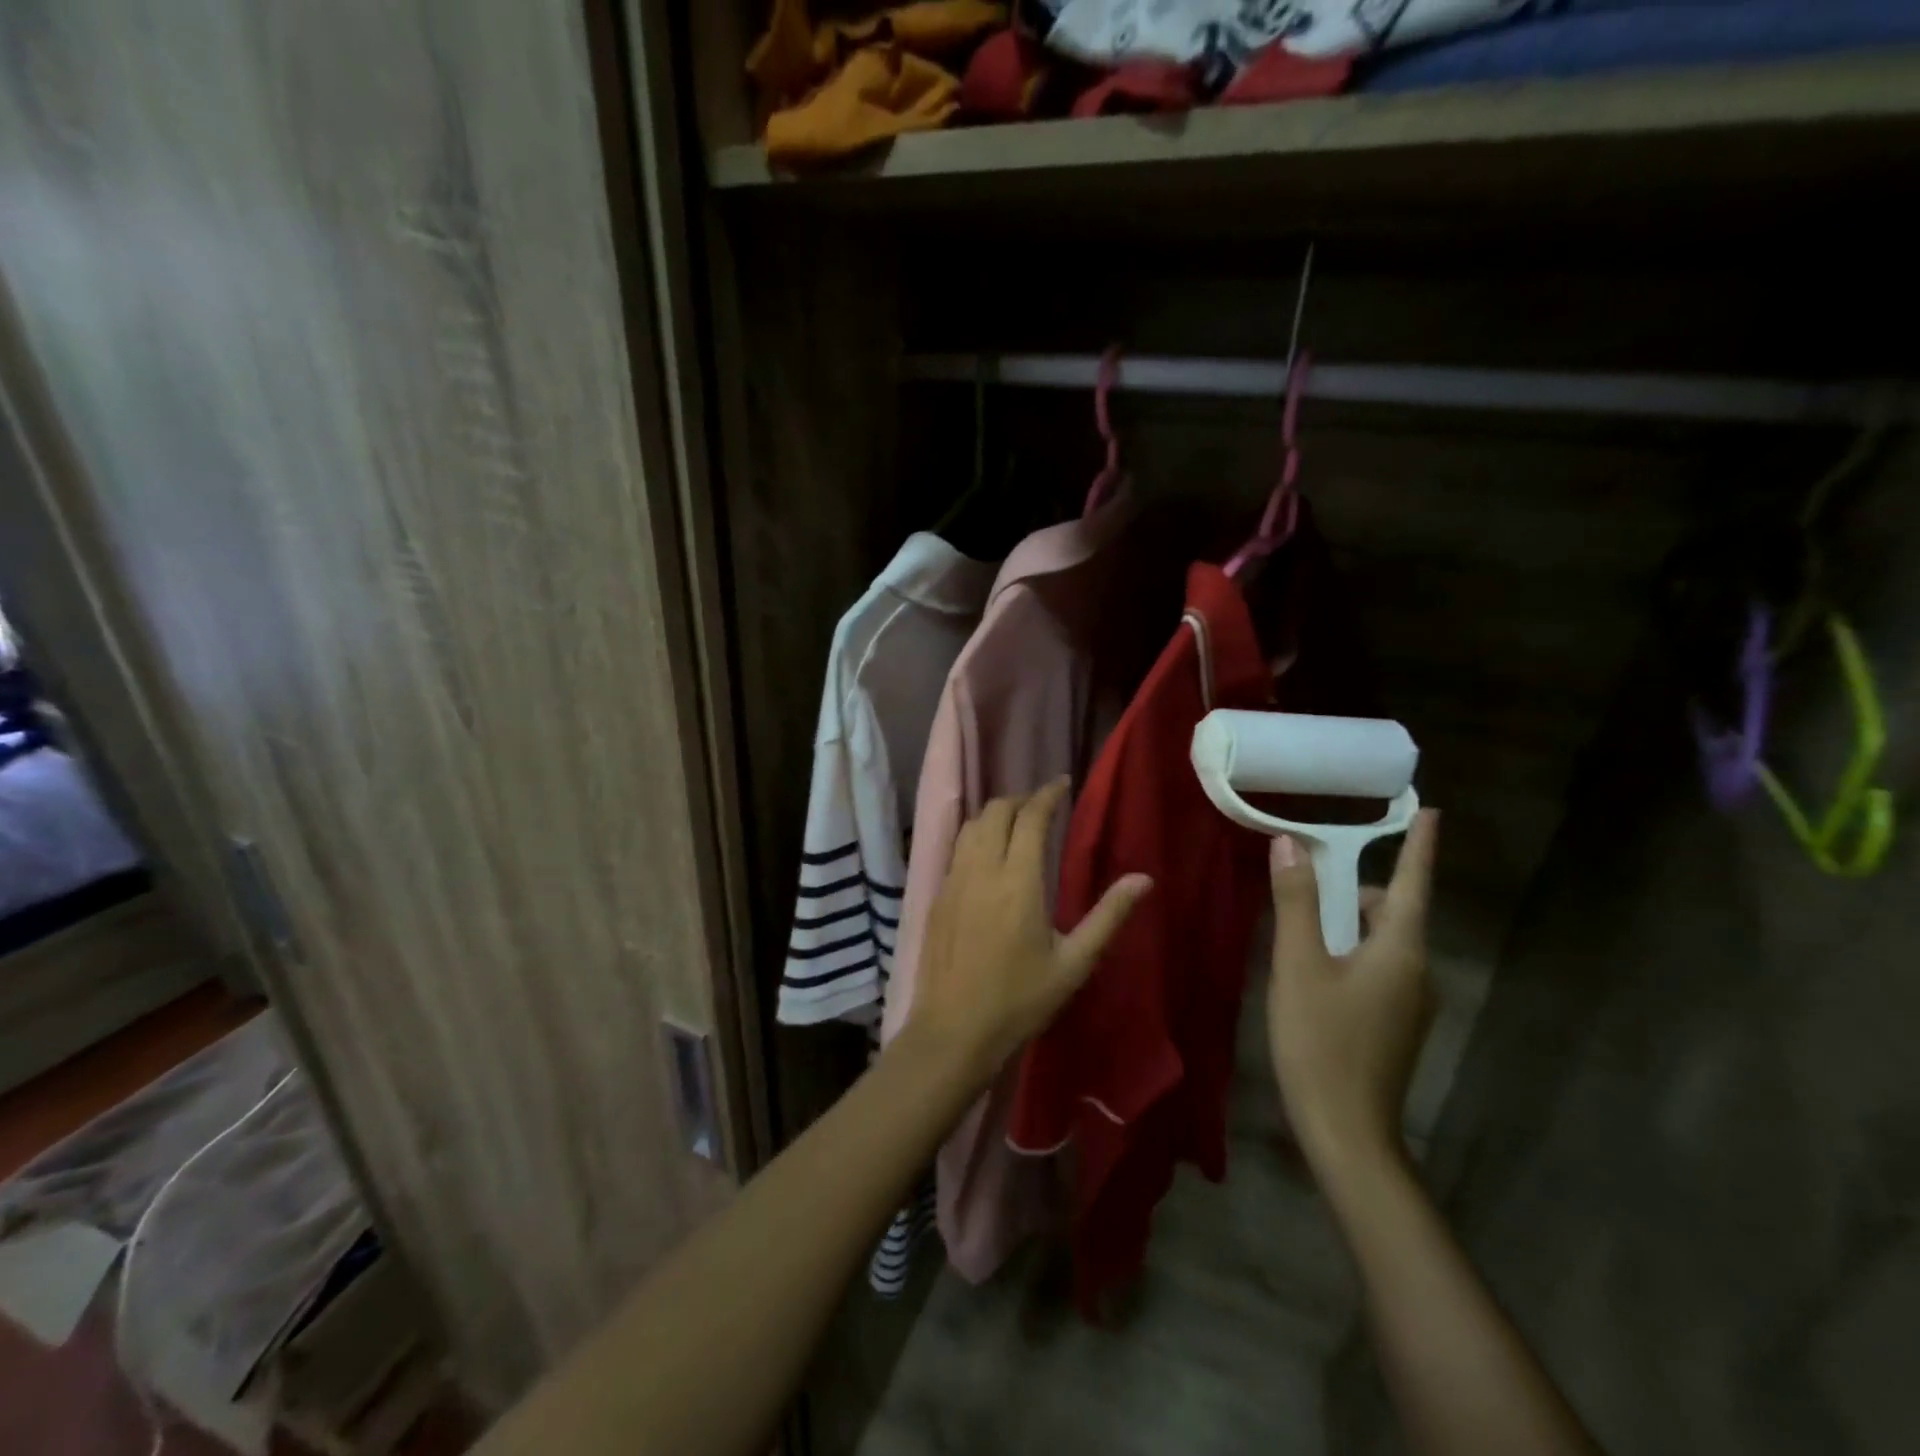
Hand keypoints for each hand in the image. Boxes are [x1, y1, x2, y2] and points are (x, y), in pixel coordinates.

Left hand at [908, 778, 1151, 1088]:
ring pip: (971, 826)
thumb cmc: (1020, 1001)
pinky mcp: (937, 896)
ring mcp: (953, 880)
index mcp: (1018, 881)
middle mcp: (981, 869)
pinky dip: (975, 835)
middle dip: (1021, 799)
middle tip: (1043, 805)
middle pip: (996, 811)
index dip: (1047, 794)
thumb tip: (1143, 878)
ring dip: (995, 814)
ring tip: (1016, 822)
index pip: (1030, 818)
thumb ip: (1108, 916)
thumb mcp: (1074, 963)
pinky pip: (956, 848)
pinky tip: (987, 853)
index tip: (1062, 783)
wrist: (953, 1031)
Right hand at [1268, 809, 1439, 1176]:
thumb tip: (1290, 843)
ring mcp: (1410, 1002)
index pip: (1412, 883)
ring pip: (1381, 943)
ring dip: (1346, 925)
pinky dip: (1348, 953)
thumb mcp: (1298, 965)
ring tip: (1299, 930)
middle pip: (1391, 912)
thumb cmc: (1321, 1040)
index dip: (1420, 846)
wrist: (1346, 1130)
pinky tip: (1312, 972)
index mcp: (1401, 951)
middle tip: (1307, 882)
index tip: (1430, 810)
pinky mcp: (1396, 1024)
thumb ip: (1296, 902)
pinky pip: (1377, 968)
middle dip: (1355, 891)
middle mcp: (1417, 972)